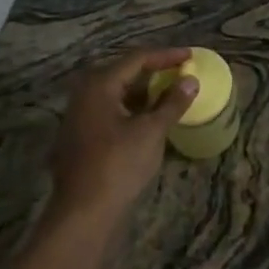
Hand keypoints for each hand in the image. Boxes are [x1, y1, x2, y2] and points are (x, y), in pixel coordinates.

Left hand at [49, 49, 197, 224]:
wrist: (82, 212)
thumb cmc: (118, 165)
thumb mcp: (151, 131)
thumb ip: (172, 103)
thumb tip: (190, 81)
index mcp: (100, 85)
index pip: (137, 58)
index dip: (166, 56)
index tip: (190, 56)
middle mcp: (84, 93)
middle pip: (123, 72)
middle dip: (153, 71)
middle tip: (179, 72)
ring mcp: (78, 115)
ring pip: (116, 92)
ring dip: (143, 91)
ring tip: (169, 94)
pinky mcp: (79, 136)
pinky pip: (109, 110)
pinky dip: (131, 108)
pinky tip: (148, 118)